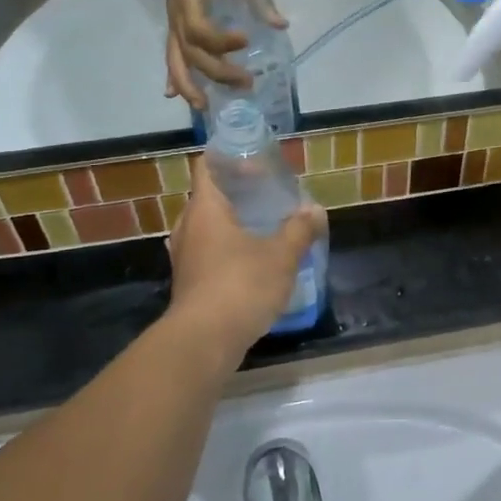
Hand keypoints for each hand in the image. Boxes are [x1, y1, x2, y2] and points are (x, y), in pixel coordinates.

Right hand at [155, 0, 285, 108]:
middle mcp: (179, 18)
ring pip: (176, 61)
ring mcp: (174, 24)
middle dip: (217, 72)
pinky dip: (172, 75)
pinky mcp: (173, 26)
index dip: (222, 42)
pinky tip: (173, 95)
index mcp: (192, 2)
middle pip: (192, 54)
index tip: (246, 41)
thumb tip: (281, 26)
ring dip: (188, 86)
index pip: (202, 31)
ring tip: (204, 107)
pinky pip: (170, 54)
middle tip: (246, 83)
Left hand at [167, 156, 324, 361]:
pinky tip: (251, 262)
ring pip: (206, 228)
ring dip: (231, 225)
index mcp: (205, 209)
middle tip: (266, 196)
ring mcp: (184, 258)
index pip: (207, 167)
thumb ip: (300, 230)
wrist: (204, 342)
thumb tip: (316, 210)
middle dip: (236, 194)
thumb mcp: (281, 256)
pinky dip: (226, 251)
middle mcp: (188, 228)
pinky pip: (207, 254)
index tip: (258, 164)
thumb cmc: (241, 285)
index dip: (230, 159)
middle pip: (207, 197)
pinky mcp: (188, 284)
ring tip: (262, 228)